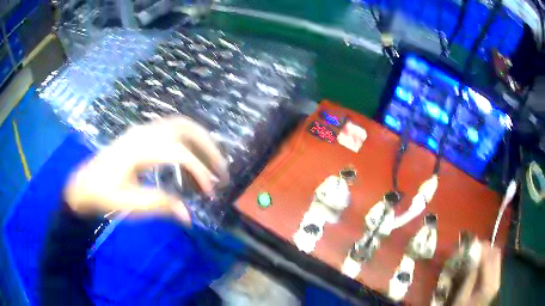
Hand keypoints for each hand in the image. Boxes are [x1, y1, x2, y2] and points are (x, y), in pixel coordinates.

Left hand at [64, 117, 228, 222]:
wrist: (83, 183)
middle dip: (208, 147)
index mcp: (138, 150)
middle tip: (222, 171)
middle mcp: (143, 133)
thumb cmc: (102, 194)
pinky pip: (171, 129)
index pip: (179, 153)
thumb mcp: (128, 204)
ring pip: (180, 124)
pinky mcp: (141, 134)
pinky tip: (190, 158)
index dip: (199, 172)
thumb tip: (188, 216)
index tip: (210, 194)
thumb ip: (159, 205)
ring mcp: (142, 130)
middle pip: (185, 128)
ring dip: (200, 141)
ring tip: (212, 164)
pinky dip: (188, 140)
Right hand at [453, 242, 501, 305]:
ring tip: (475, 252)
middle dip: (484, 247)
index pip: (488, 260)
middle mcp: (497, 280)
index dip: (480, 249)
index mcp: (488, 286)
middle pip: (495, 254)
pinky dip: (488, 257)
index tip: (469, 243)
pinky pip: (495, 261)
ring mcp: (498, 279)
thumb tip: (470, 256)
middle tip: (472, 246)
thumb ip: (468, 278)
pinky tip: (480, 261)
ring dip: (487, 251)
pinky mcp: (496, 279)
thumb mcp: (461, 297)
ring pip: (496, 256)